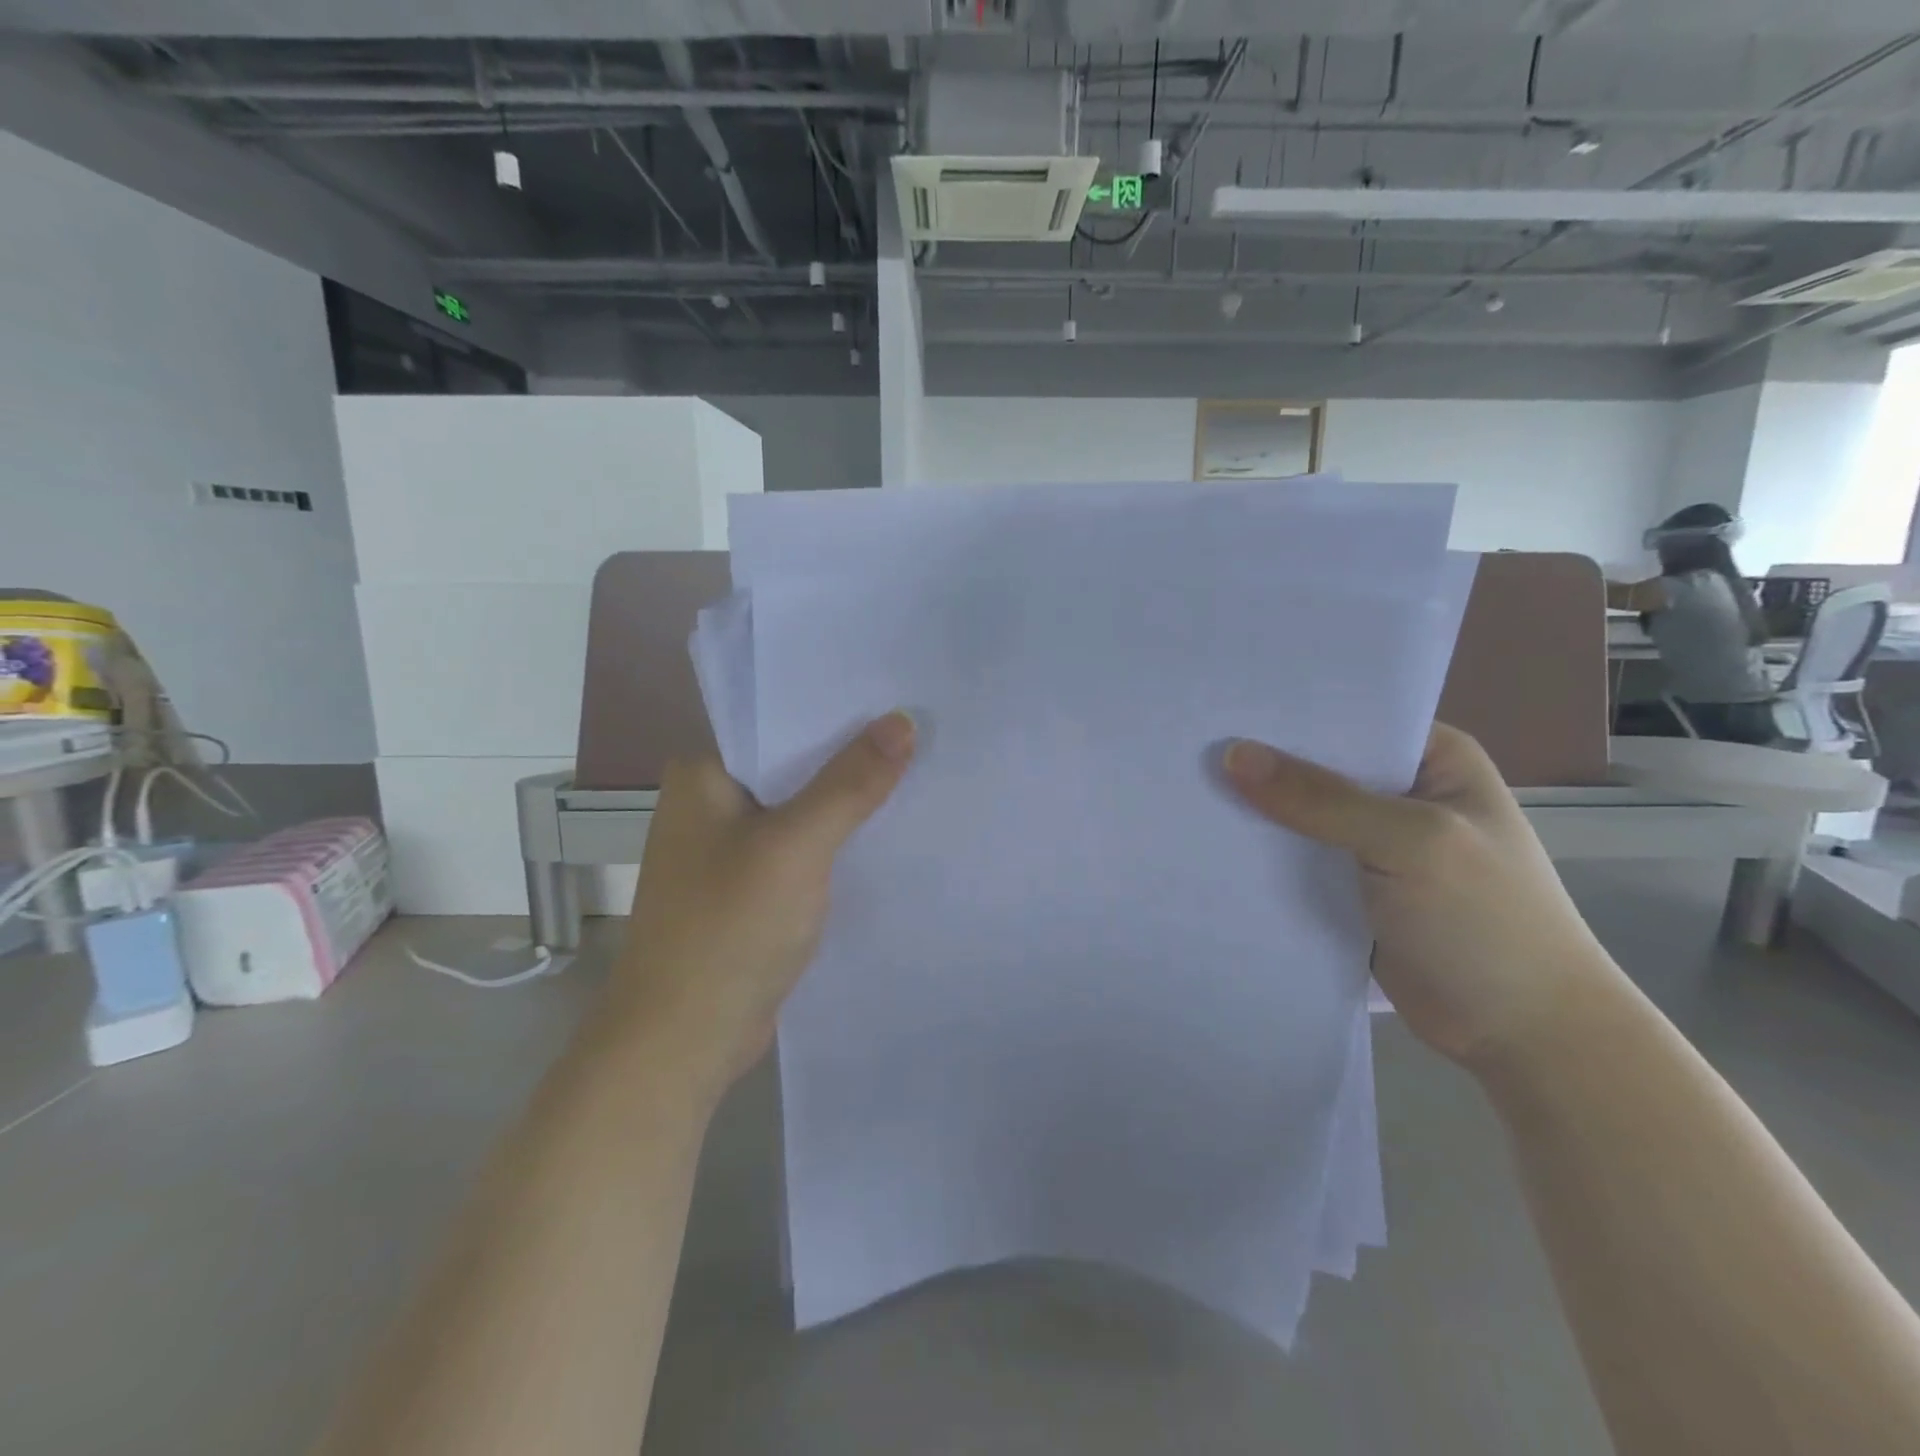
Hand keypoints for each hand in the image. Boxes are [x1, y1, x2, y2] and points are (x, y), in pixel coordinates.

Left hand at [611, 711, 916, 1095]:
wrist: (683, 1040)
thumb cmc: (729, 928)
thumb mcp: (797, 846)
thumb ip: (850, 783)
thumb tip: (903, 720)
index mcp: (703, 774)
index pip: (777, 720)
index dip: (837, 708)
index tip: (897, 693)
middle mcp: (710, 802)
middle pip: (793, 764)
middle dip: (851, 753)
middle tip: (921, 728)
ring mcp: (728, 849)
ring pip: (800, 807)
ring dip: (847, 799)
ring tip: (916, 769)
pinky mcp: (749, 888)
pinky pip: (801, 848)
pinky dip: (836, 840)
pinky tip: (885, 831)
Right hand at [1223, 723, 1617, 1069]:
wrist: (1521, 1035)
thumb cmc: (1487, 922)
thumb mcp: (1411, 843)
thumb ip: (1322, 799)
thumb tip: (1233, 755)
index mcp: (1431, 760)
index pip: (1348, 718)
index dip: (1287, 713)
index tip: (1221, 707)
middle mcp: (1399, 793)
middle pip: (1316, 765)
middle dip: (1260, 763)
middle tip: (1187, 747)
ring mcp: (1372, 843)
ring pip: (1299, 814)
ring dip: (1254, 811)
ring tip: (1183, 788)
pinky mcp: (1349, 888)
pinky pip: (1294, 859)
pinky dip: (1261, 855)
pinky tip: (1209, 842)